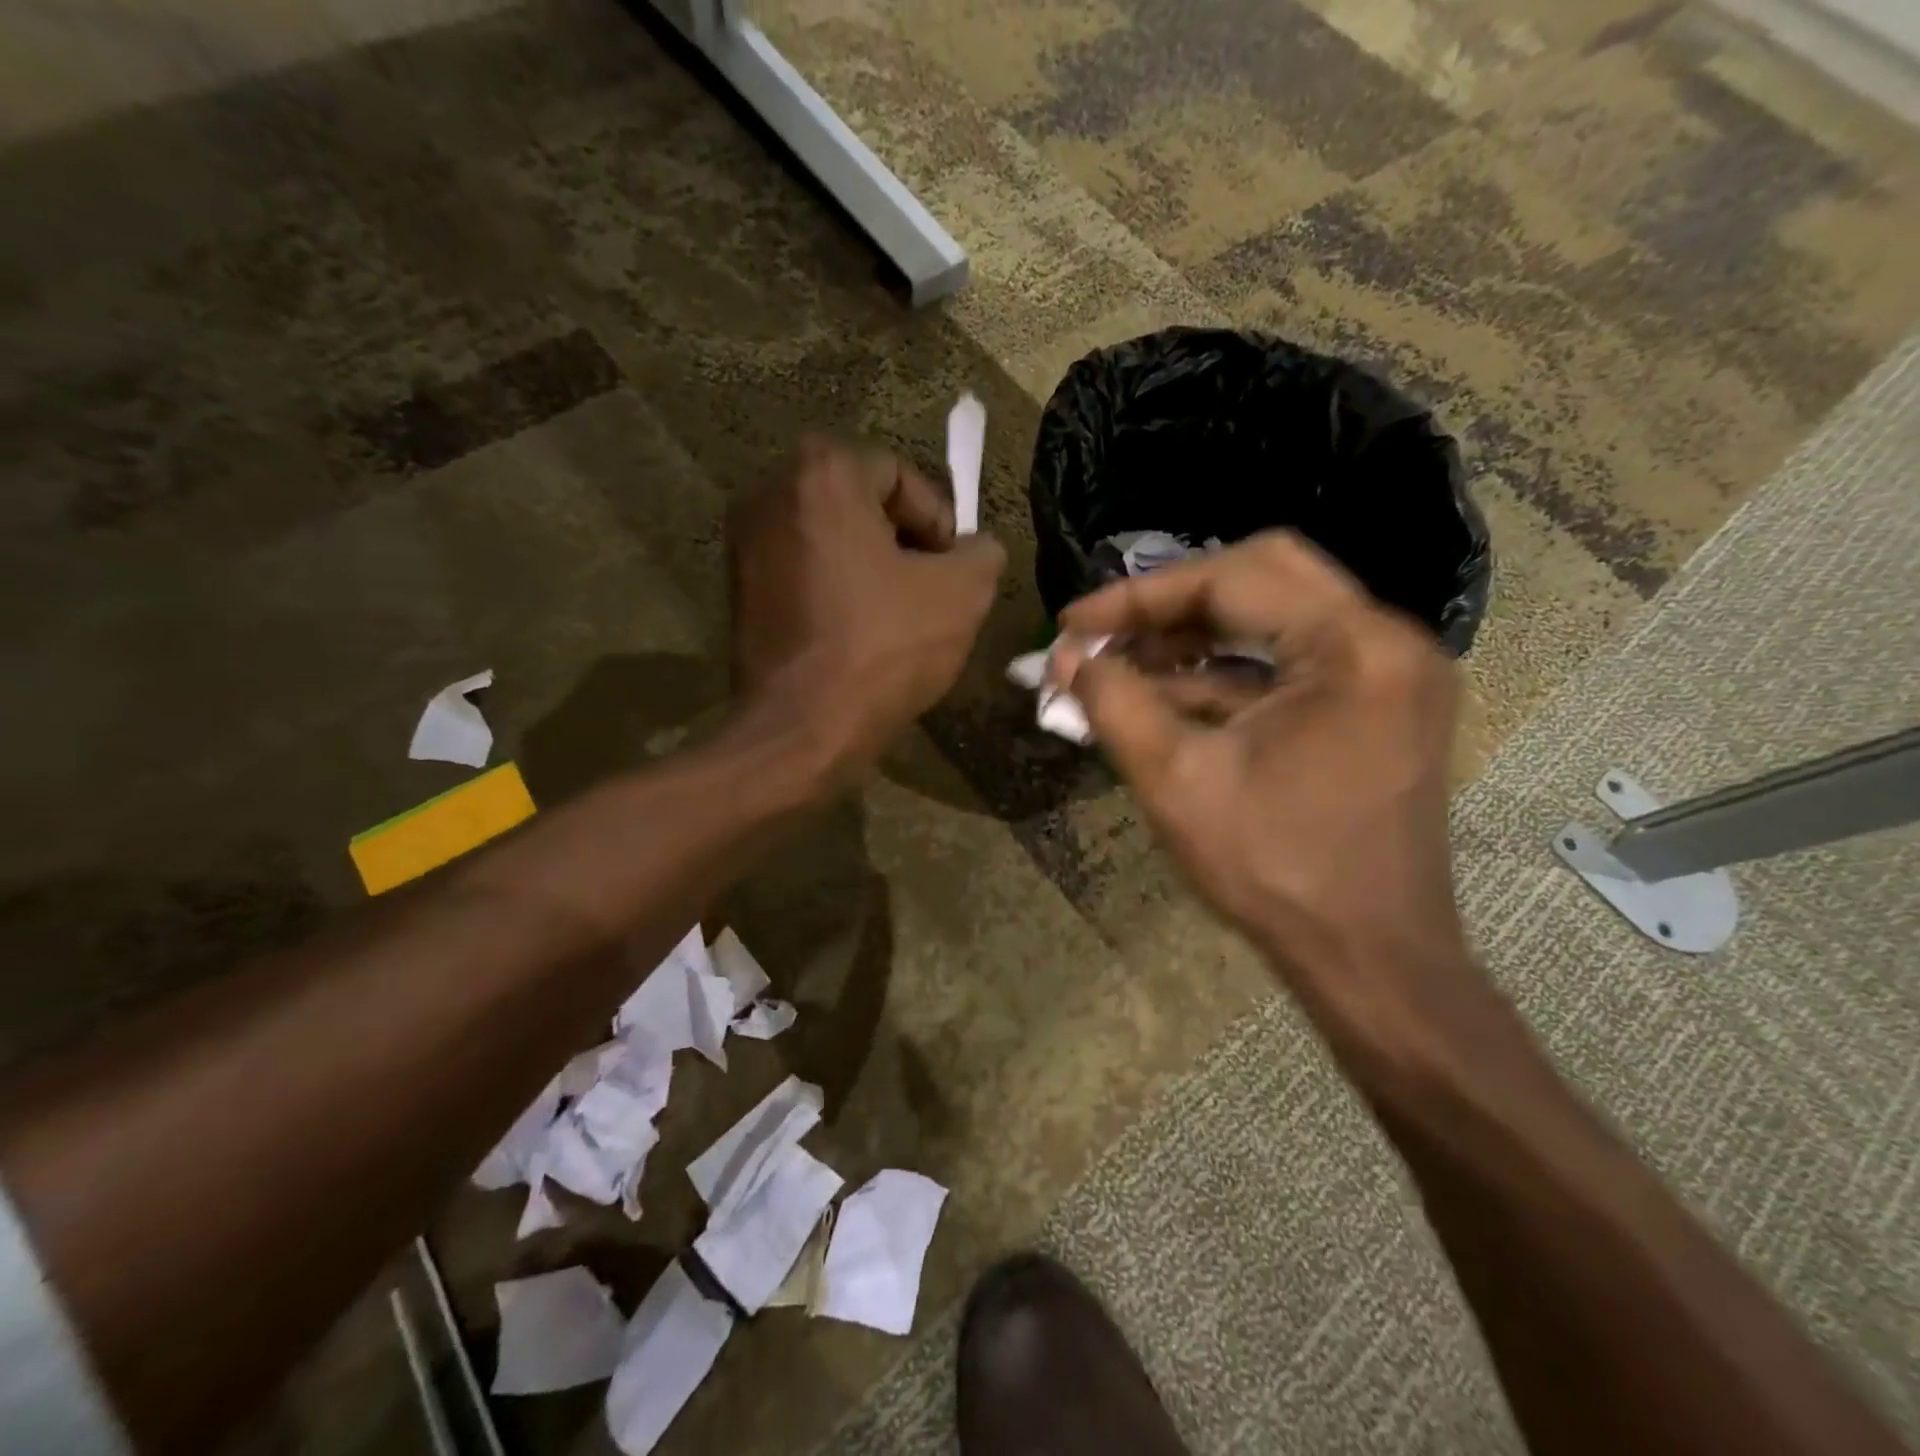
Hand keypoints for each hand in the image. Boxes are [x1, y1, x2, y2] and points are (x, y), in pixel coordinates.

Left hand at [730, 437, 1004, 782]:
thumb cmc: (884, 648)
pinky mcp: (737, 589)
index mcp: (822, 475)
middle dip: (903, 541)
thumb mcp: (962, 594)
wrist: (801, 728)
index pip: (899, 474)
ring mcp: (745, 543)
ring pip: (831, 538)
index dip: (938, 520)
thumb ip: (981, 552)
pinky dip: (836, 588)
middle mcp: (770, 493)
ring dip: (870, 566)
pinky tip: (858, 632)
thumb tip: (977, 548)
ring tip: (899, 615)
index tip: (952, 568)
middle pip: (860, 502)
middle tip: (930, 588)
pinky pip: (803, 570)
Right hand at [1055, 533, 1481, 1061]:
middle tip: (1110, 631)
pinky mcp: (1381, 706)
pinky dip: (1231, 671)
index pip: (1231, 579)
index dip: (1138, 597)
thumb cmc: (1275, 871)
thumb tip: (1065, 660)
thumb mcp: (1176, 781)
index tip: (1073, 624)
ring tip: (1125, 664)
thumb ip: (1113, 704)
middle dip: (1173, 601)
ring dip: (1197, 635)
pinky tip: (1169, 694)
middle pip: (1263, 576)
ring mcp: (1391, 674)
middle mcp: (1387, 641)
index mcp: (1353, 647)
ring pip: (1279, 616)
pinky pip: (1295, 662)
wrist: (1369, 960)